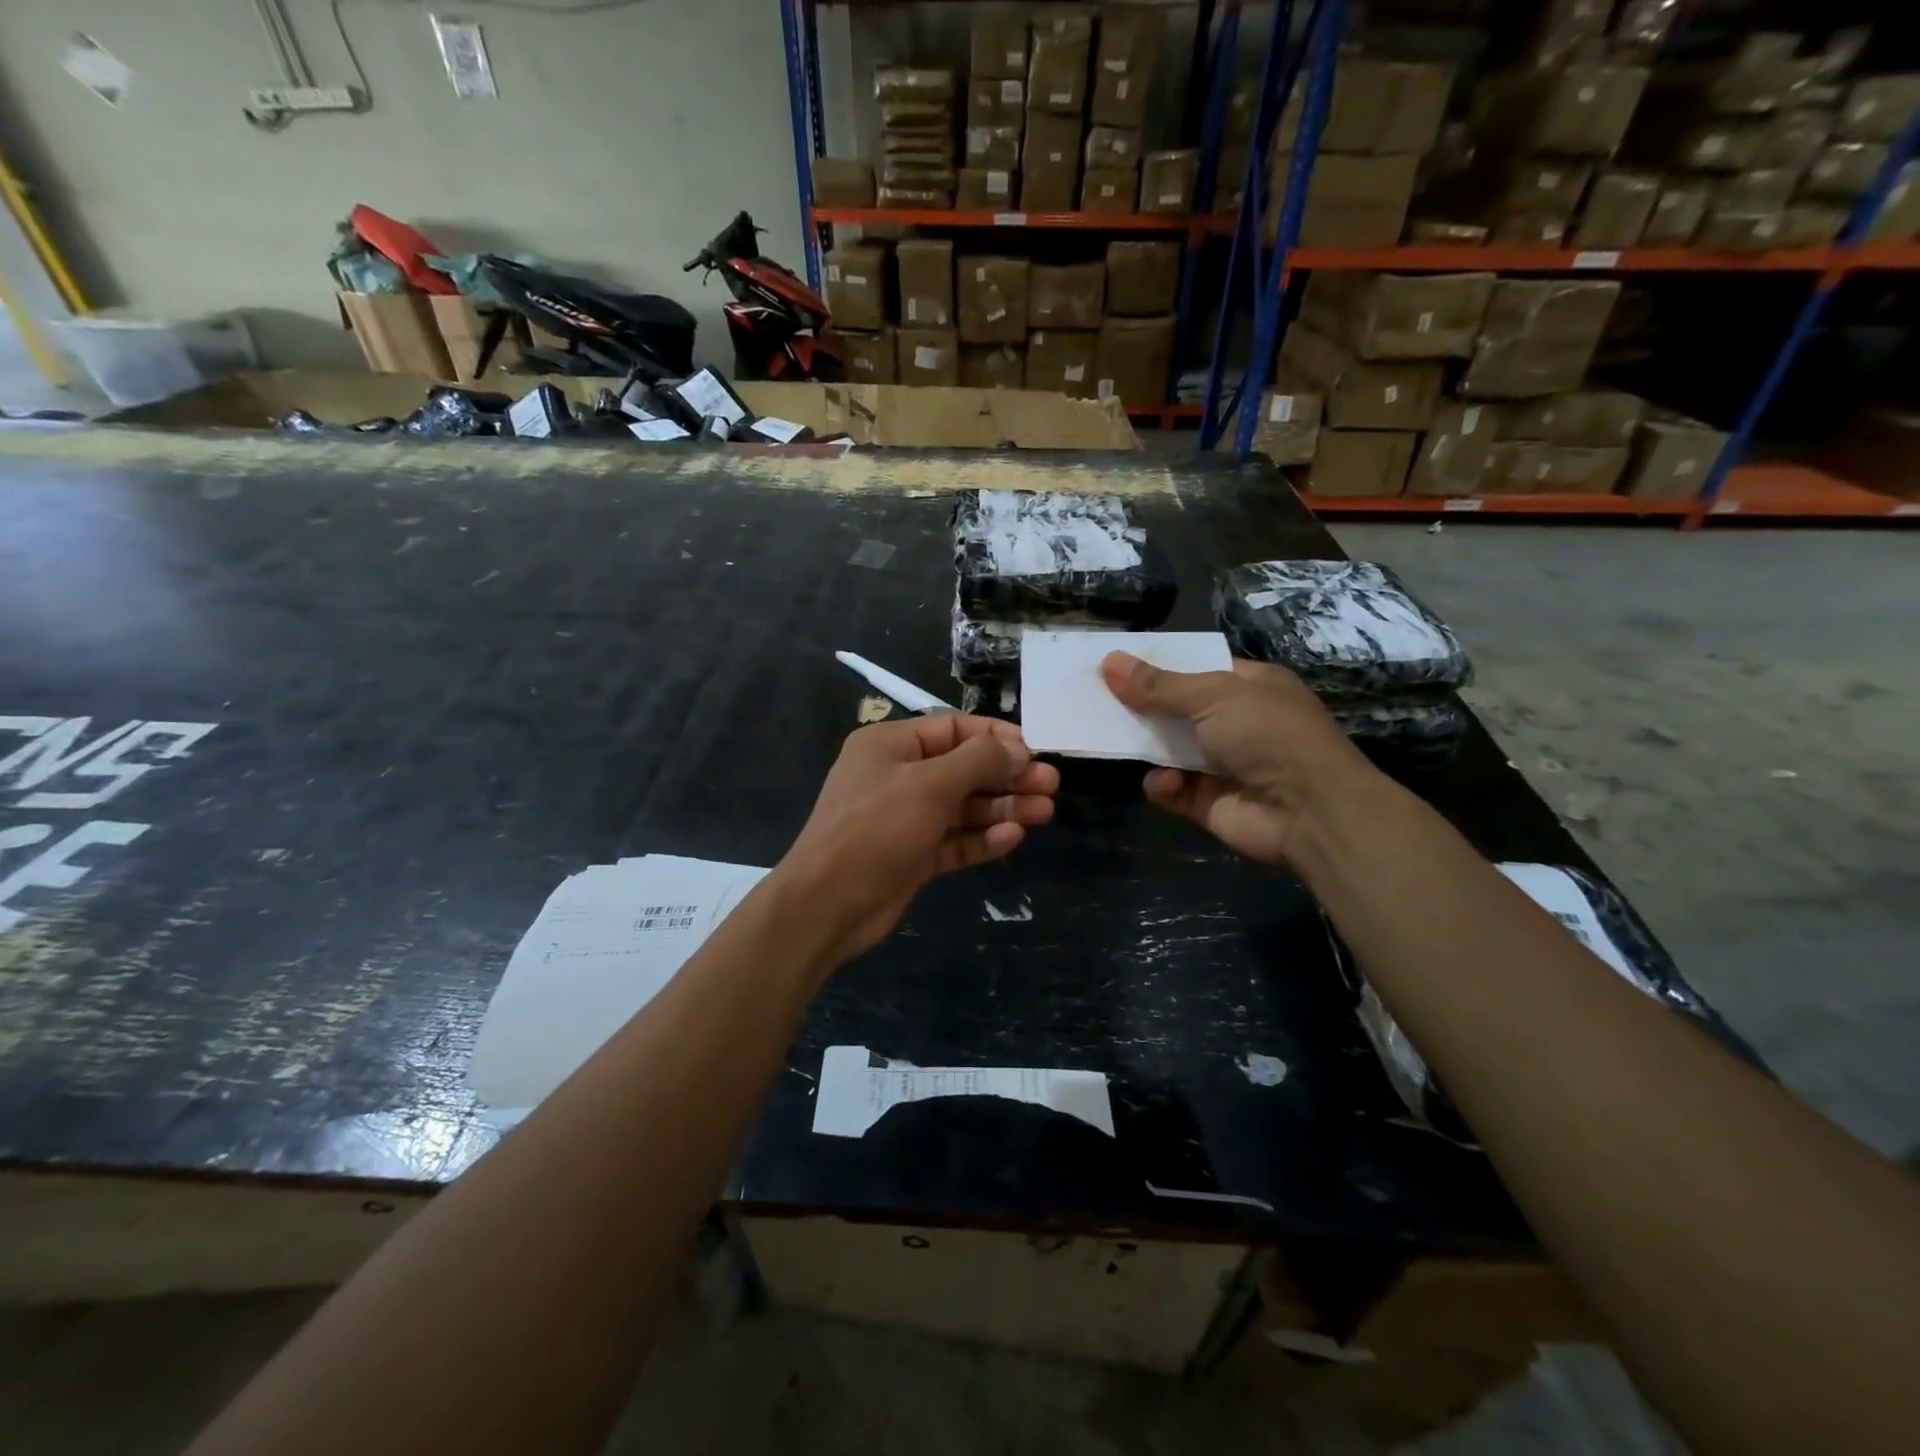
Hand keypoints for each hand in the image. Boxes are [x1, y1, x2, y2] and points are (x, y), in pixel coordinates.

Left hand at [777, 714, 1059, 968]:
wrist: (826, 905)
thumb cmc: (875, 829)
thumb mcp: (929, 785)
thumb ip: (978, 762)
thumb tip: (1019, 748)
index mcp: (890, 745)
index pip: (953, 729)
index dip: (996, 738)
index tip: (1036, 750)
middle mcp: (897, 776)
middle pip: (962, 769)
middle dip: (1006, 776)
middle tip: (1051, 785)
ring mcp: (904, 819)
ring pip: (962, 807)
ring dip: (1002, 807)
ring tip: (1045, 811)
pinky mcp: (911, 856)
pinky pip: (953, 840)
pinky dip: (982, 838)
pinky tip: (1014, 837)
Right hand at [1100, 651, 1378, 865]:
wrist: (1309, 811)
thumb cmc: (1268, 735)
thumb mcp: (1212, 696)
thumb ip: (1158, 685)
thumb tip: (1108, 662)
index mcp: (1250, 686)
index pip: (1197, 669)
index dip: (1158, 665)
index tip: (1116, 664)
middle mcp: (1238, 722)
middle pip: (1178, 709)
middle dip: (1142, 706)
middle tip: (1096, 699)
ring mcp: (1223, 764)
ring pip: (1170, 750)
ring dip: (1146, 746)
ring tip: (1111, 736)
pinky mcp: (1210, 802)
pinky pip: (1173, 789)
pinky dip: (1163, 785)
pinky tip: (1164, 782)